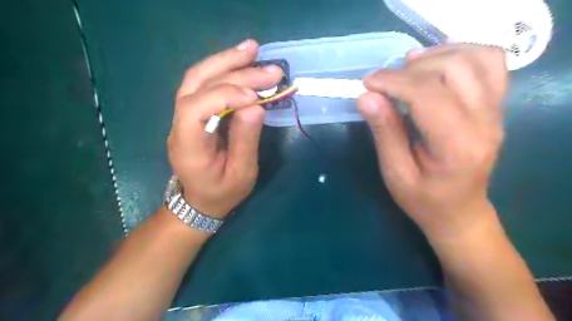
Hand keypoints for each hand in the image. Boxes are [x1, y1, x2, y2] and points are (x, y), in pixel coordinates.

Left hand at [168, 37, 283, 218]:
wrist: (200, 199)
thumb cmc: (222, 192)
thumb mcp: (241, 174)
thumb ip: (246, 141)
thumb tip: (255, 106)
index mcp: (188, 146)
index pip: (195, 108)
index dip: (225, 96)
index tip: (257, 97)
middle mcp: (179, 125)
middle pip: (197, 84)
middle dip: (233, 71)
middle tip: (267, 66)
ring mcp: (183, 115)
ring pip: (198, 77)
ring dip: (226, 61)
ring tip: (252, 49)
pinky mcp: (194, 112)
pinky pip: (205, 84)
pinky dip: (224, 69)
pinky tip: (242, 61)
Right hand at [356, 46, 508, 240]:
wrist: (459, 212)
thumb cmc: (423, 199)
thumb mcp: (395, 173)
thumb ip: (384, 132)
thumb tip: (366, 97)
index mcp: (456, 145)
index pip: (427, 94)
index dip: (393, 81)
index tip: (367, 83)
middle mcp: (485, 122)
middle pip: (454, 69)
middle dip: (411, 69)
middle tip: (384, 82)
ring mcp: (496, 112)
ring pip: (477, 58)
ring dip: (437, 55)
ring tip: (408, 67)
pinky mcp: (496, 107)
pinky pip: (490, 64)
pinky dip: (461, 53)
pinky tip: (436, 64)